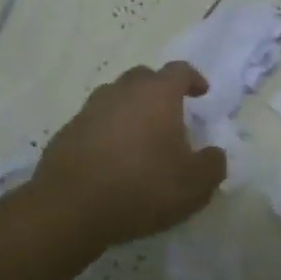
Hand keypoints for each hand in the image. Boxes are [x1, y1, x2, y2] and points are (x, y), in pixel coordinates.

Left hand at [29, 62, 227, 248]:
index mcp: (157, 94)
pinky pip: (94, 123)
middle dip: (159, 90)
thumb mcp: (194, 184)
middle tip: (170, 115)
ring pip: (115, 98)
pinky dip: (106, 133)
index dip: (193, 79)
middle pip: (144, 78)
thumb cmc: (142, 187)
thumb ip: (213, 164)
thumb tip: (214, 153)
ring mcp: (90, 110)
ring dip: (130, 110)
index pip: (179, 71)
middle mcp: (122, 92)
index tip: (201, 93)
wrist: (70, 208)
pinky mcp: (66, 133)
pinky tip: (111, 160)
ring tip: (140, 138)